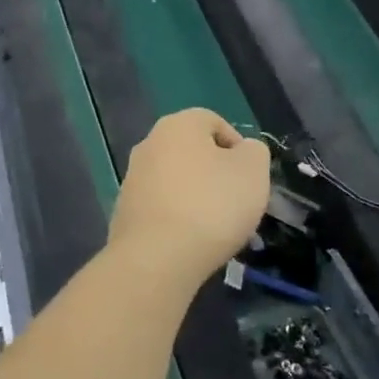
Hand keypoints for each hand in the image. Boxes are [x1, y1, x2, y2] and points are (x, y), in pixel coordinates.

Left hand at [109, 109, 270, 282]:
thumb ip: (254, 152)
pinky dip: (178, 218)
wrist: (157, 256)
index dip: (238, 147)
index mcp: (177, 125)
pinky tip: (191, 241)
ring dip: (197, 197)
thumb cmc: (211, 204)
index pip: (213, 122)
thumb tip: (243, 150)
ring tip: (217, 228)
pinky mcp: (125, 210)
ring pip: (176, 180)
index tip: (250, 178)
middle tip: (237, 203)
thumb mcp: (253, 171)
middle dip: (216, 174)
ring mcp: (133, 177)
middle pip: (193, 152)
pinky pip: (161, 206)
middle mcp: (149, 143)